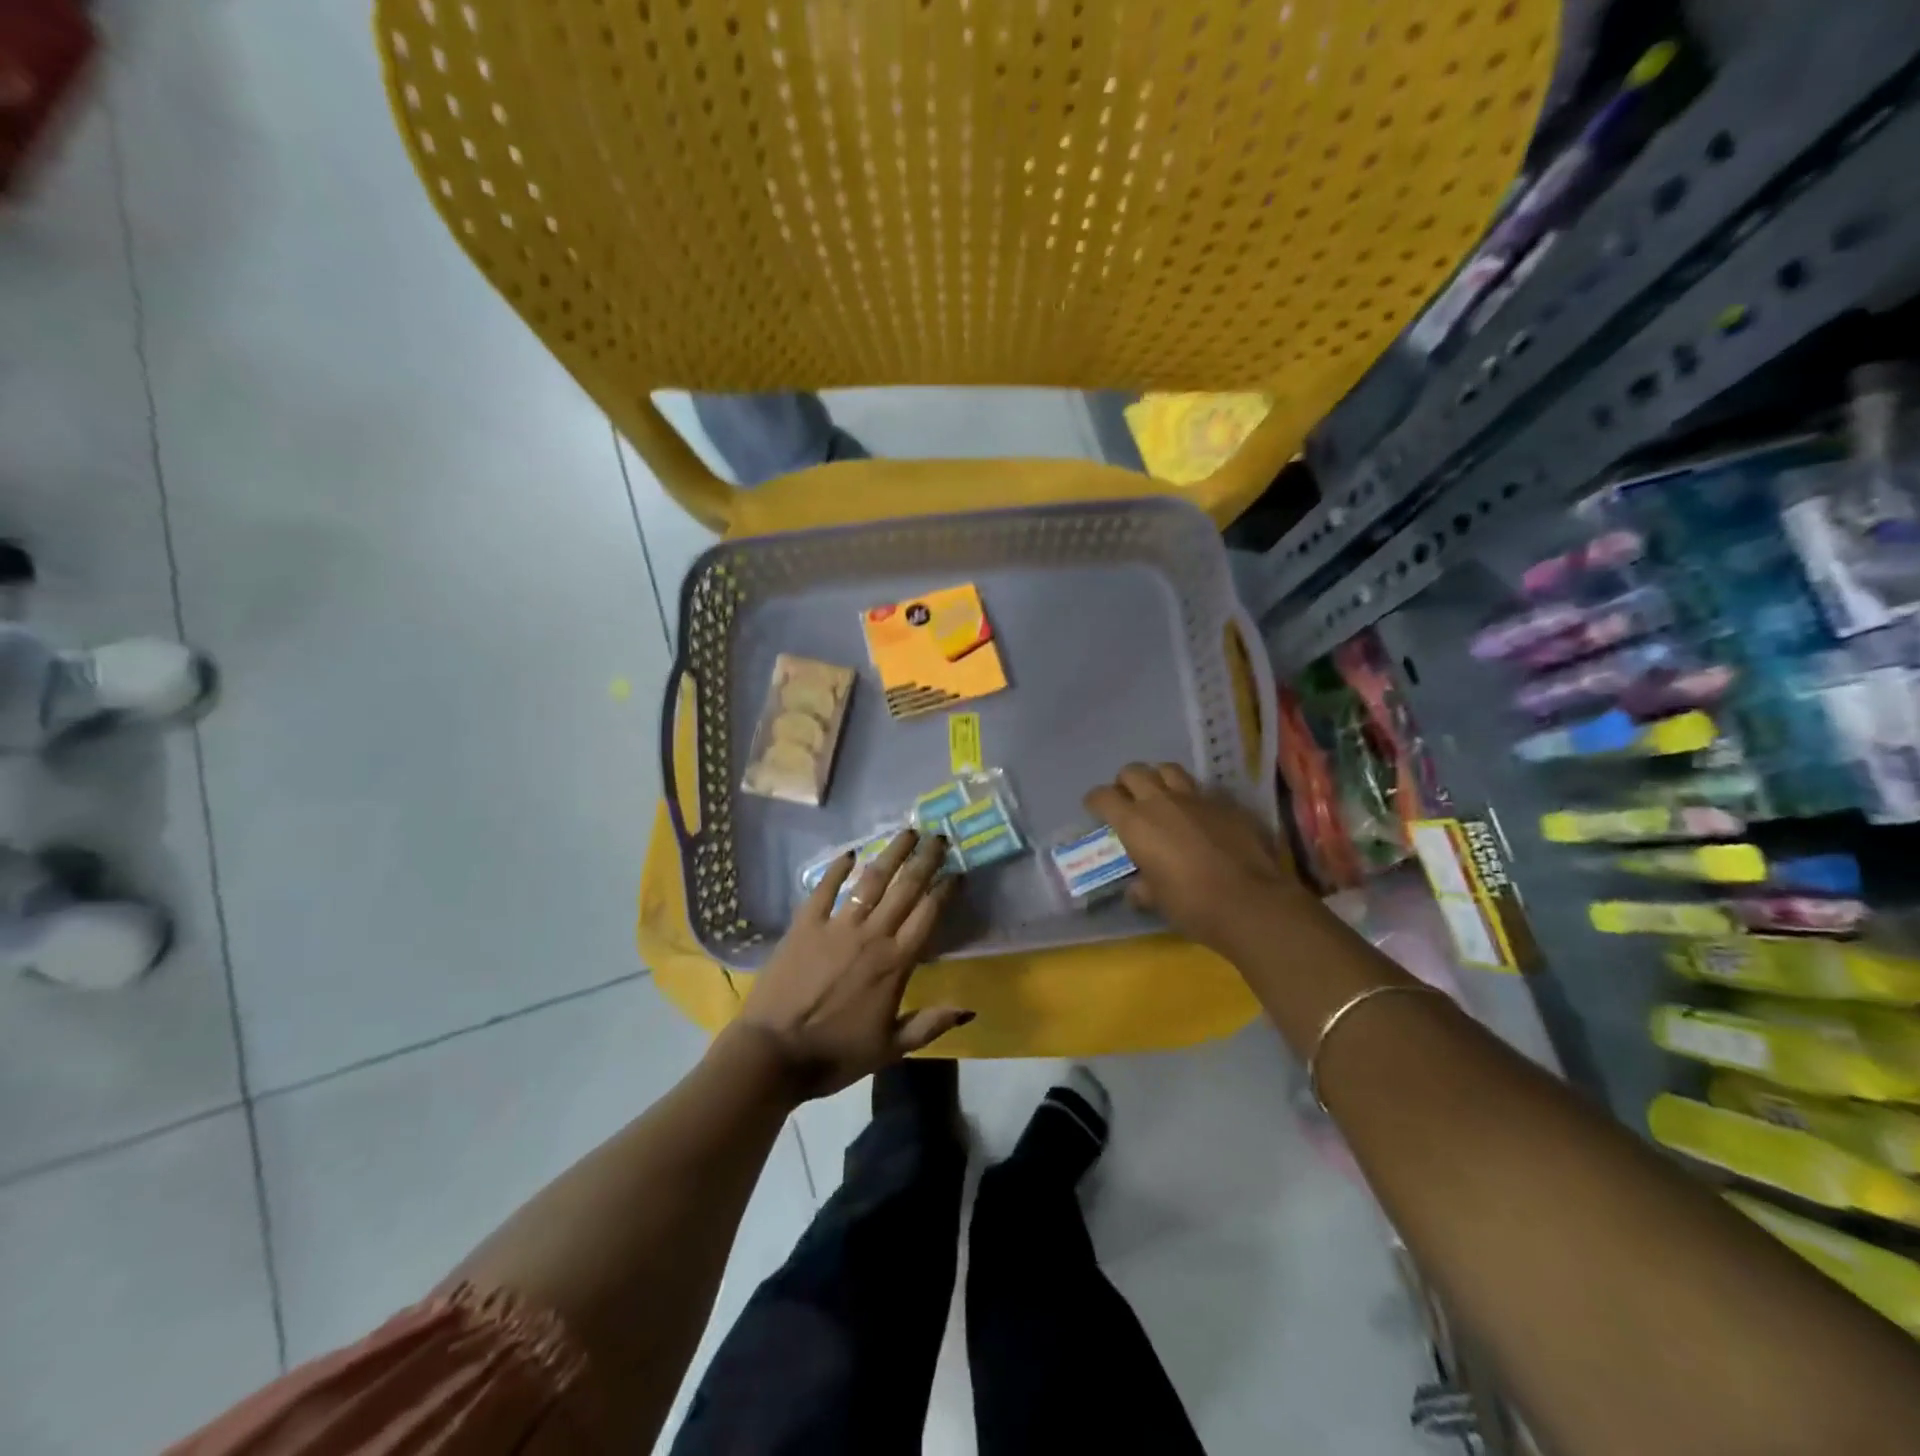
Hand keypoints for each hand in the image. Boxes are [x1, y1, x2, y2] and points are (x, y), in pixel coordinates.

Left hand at [734, 829, 972, 1099]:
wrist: (772, 1055)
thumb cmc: (835, 1055)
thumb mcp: (890, 1049)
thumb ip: (930, 1024)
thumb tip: (970, 1007)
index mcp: (895, 963)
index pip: (928, 915)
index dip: (945, 890)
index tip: (957, 872)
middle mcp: (871, 935)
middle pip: (905, 888)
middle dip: (925, 860)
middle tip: (939, 837)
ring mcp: (836, 926)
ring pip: (871, 880)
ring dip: (891, 853)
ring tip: (907, 832)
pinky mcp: (805, 924)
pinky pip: (824, 888)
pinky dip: (837, 869)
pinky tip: (849, 853)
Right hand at [1085, 762, 1305, 949]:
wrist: (1249, 901)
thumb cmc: (1191, 904)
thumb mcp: (1156, 900)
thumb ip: (1142, 887)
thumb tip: (1137, 889)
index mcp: (1134, 823)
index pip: (1103, 797)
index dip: (1095, 801)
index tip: (1094, 810)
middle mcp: (1161, 802)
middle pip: (1133, 771)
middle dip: (1125, 783)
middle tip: (1128, 800)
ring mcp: (1196, 798)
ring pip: (1168, 770)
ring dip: (1158, 779)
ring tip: (1161, 797)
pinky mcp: (1226, 804)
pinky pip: (1202, 790)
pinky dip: (1193, 798)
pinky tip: (1198, 815)